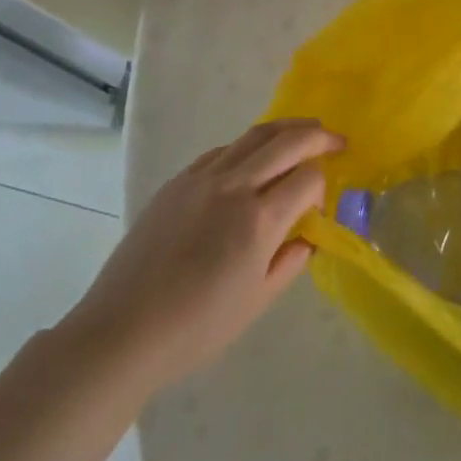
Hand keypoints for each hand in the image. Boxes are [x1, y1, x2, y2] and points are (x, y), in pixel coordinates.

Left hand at [59, 118, 342, 393]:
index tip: (320, 208)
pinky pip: (223, 150)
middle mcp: (234, 186)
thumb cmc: (196, 328)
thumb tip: (308, 235)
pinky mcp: (178, 181)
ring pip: (254, 135)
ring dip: (286, 130)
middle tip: (336, 140)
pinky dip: (248, 146)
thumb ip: (290, 260)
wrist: (123, 330)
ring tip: (304, 132)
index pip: (308, 179)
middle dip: (318, 136)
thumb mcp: (256, 301)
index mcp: (259, 220)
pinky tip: (253, 159)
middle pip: (287, 141)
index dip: (323, 187)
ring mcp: (203, 178)